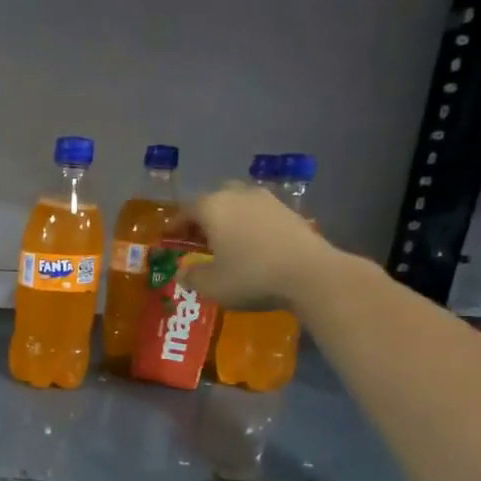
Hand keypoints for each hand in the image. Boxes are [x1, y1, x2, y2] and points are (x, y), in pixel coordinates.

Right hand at [183, 182, 337, 310]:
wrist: (311, 274)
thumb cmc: (250, 276)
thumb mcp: (211, 285)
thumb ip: (190, 276)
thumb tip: (181, 271)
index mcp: (212, 207)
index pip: (185, 211)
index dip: (174, 227)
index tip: (169, 240)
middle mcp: (238, 195)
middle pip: (213, 201)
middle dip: (203, 219)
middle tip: (198, 240)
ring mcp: (267, 201)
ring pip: (238, 205)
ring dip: (228, 220)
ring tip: (226, 243)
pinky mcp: (290, 212)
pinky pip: (259, 215)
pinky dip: (250, 226)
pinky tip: (252, 247)